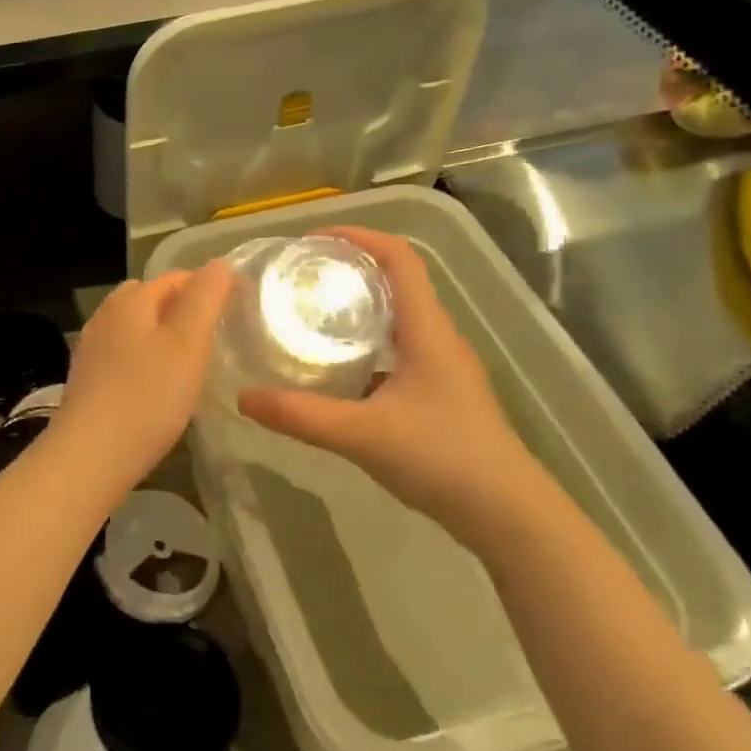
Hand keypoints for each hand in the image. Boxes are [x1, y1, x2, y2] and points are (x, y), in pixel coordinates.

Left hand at [49, 261, 232, 495]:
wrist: (90, 456)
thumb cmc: (147, 397)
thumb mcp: (188, 343)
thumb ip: (205, 299)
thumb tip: (219, 264)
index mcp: (130, 300)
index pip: (176, 277)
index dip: (209, 287)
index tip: (238, 309)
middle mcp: (106, 316)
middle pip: (151, 299)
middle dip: (183, 309)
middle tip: (215, 336)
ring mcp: (92, 348)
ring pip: (136, 328)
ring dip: (163, 335)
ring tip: (191, 361)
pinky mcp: (88, 379)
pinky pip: (124, 355)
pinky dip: (146, 359)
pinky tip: (158, 386)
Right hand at [238, 227, 567, 556]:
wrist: (506, 513)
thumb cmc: (443, 458)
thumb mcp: (363, 435)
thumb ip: (301, 416)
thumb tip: (244, 397)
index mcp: (426, 330)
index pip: (399, 258)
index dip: (359, 236)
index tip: (313, 240)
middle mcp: (436, 338)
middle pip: (395, 282)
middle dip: (348, 270)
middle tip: (299, 278)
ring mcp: (440, 367)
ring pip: (395, 319)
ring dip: (356, 308)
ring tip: (308, 316)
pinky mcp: (437, 393)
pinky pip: (395, 351)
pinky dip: (363, 346)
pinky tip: (333, 370)